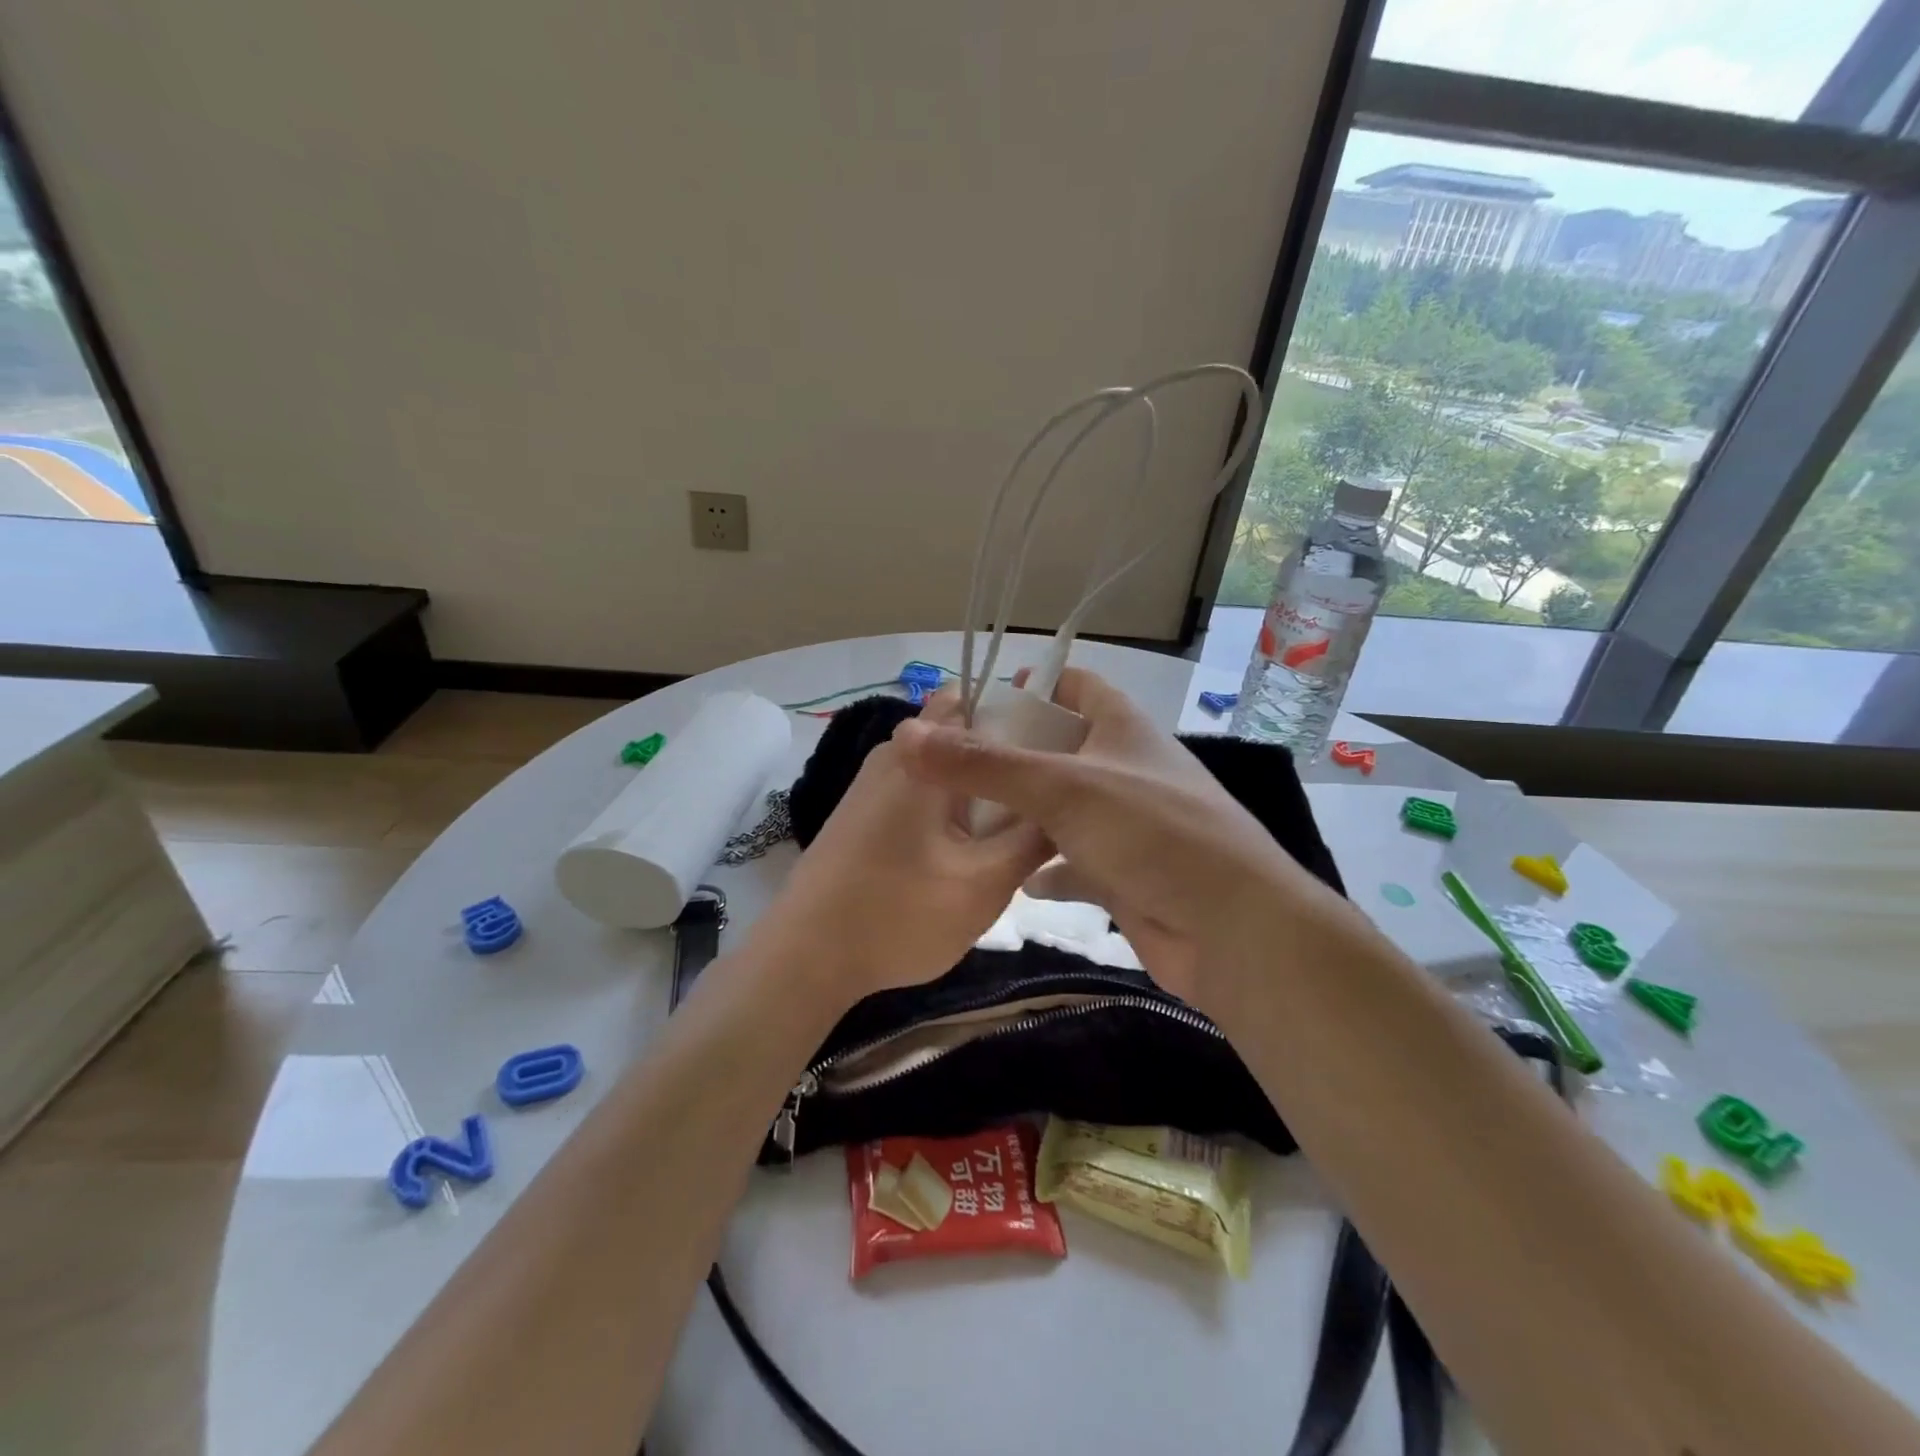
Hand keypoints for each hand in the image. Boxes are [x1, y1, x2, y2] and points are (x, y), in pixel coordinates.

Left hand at [754, 691, 1052, 1008]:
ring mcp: (873, 785)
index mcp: (922, 756)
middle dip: (1006, 760)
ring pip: (943, 769)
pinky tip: (969, 852)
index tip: (1056, 750)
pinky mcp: (864, 814)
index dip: (1021, 714)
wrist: (804, 959)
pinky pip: (921, 794)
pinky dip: (950, 811)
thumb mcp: (984, 884)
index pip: (976, 698)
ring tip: (1017, 830)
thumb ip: (1032, 839)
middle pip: (962, 736)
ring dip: (979, 791)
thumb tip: (1064, 806)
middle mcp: (894, 756)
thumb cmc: (898, 915)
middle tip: (1047, 798)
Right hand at [893, 668, 1346, 1008]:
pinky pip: (1074, 862)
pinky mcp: (1125, 875)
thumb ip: (985, 765)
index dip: (1032, 686)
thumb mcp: (1063, 788)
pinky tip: (1010, 878)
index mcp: (1123, 729)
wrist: (1234, 933)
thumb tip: (908, 736)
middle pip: (1060, 748)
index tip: (979, 702)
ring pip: (1062, 809)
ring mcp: (1127, 825)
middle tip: (950, 768)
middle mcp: (1126, 769)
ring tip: (963, 819)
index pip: (1075, 685)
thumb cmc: (1153, 835)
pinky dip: (1045, 867)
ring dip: (1022, 814)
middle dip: (1010, 756)